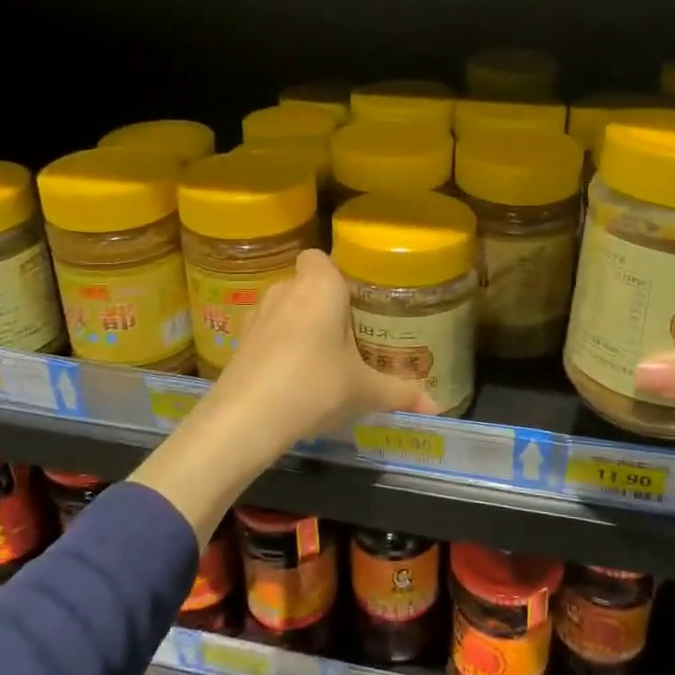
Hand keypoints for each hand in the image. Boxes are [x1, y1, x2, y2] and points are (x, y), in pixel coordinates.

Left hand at [206, 250, 436, 450]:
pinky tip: (293, 376)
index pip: (320, 257)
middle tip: (347, 334)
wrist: (247, 417)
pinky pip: (267, 333)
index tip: (354, 300)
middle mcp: (285, 290)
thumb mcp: (364, 391)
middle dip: (322, 304)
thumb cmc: (315, 384)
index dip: (334, 273)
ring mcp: (258, 315)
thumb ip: (399, 393)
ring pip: (283, 308)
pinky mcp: (240, 341)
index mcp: (320, 286)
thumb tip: (434, 406)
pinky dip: (278, 346)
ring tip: (321, 357)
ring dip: (298, 325)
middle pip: (304, 284)